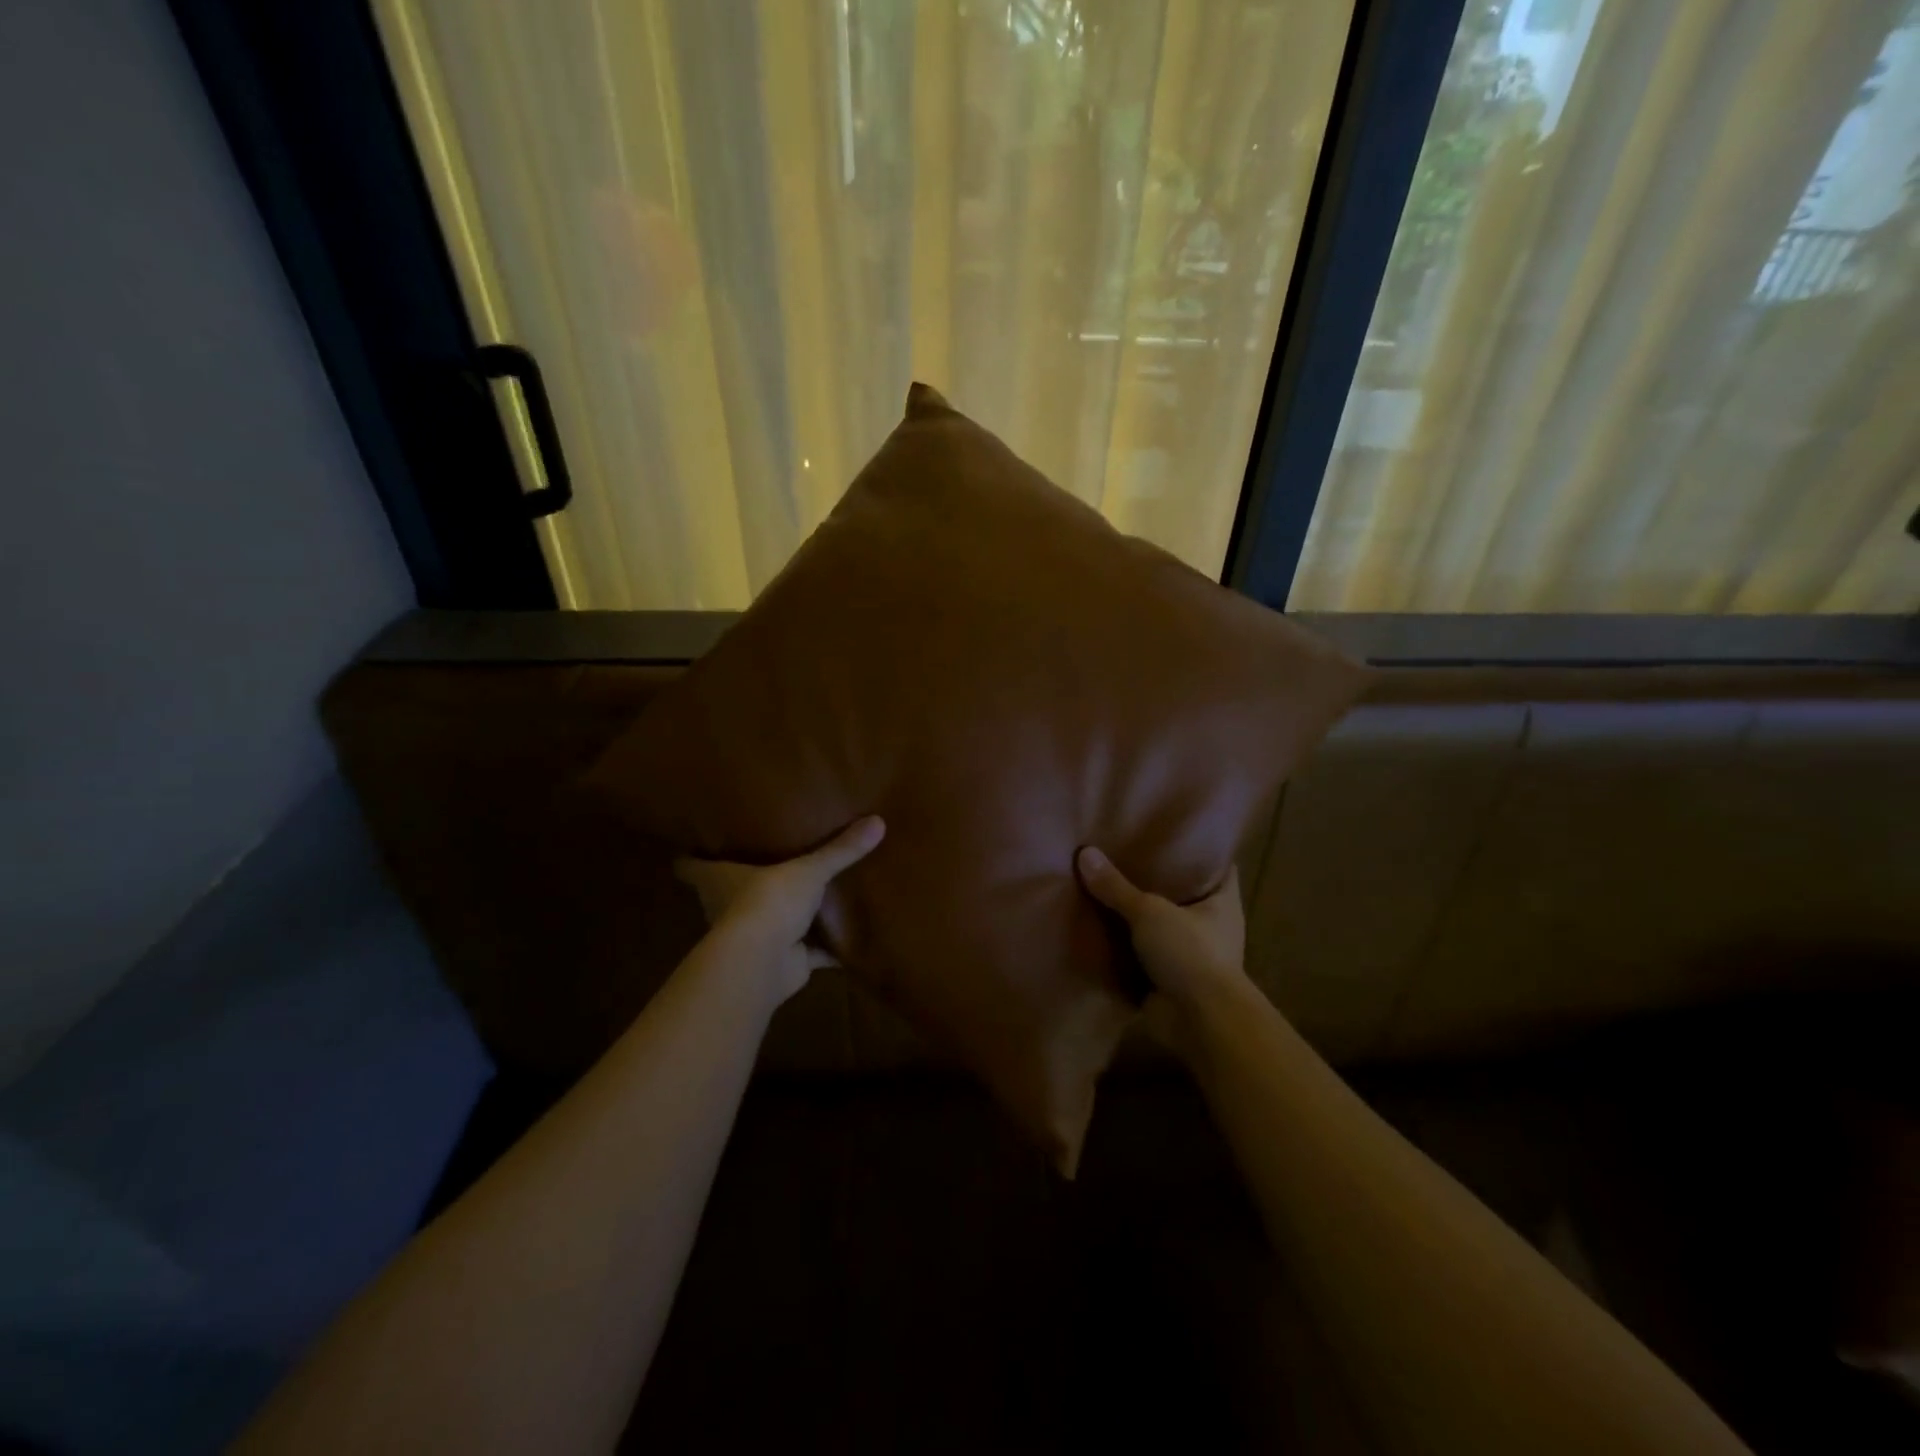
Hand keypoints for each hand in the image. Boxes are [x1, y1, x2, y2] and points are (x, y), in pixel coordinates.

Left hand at [675, 817, 884, 1001]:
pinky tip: (847, 940)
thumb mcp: (808, 868)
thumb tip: (878, 821)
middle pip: (729, 894)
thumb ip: (840, 849)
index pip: (691, 865)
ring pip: (769, 924)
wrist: (765, 962)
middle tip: (767, 860)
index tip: (700, 841)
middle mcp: (729, 908)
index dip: (692, 855)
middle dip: (744, 883)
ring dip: (785, 917)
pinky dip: (824, 950)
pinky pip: (807, 953)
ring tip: (808, 896)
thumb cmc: (769, 901)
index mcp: (720, 880)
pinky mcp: (782, 962)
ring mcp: (754, 938)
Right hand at [1076, 847, 1252, 1044]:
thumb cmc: (1190, 953)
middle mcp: (1211, 925)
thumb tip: (1084, 853)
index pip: (1215, 866)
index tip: (1169, 834)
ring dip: (1138, 917)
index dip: (1197, 849)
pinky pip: (1143, 955)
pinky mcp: (1170, 980)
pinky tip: (1098, 929)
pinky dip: (1125, 948)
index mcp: (1222, 902)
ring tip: (1104, 888)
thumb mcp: (1149, 911)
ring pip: (1160, 926)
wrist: (1200, 1022)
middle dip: (1157, 881)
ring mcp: (1191, 955)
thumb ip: (1116, 887)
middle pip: (1182, 894)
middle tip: (1123, 854)